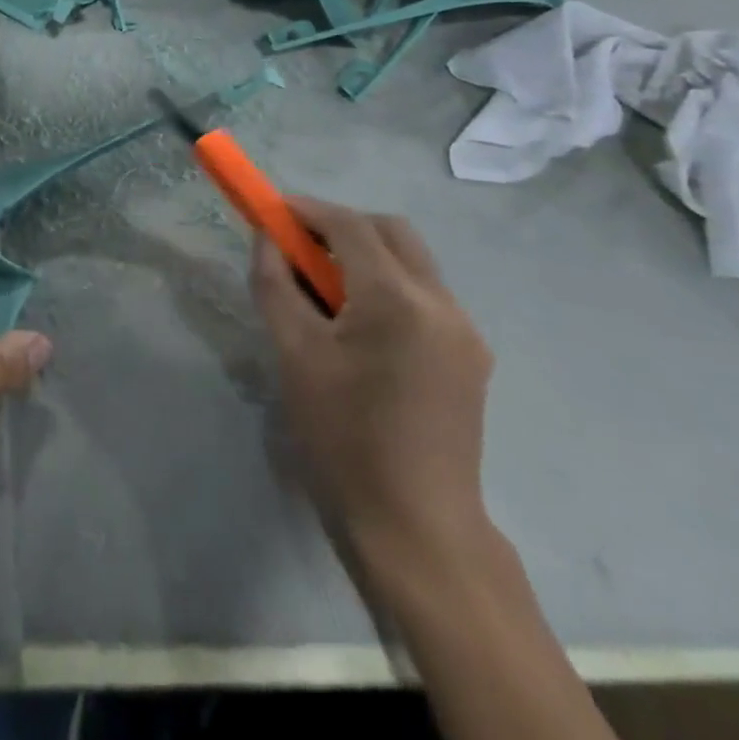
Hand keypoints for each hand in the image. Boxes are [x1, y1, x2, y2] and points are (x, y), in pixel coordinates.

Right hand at [249, 196, 493, 577]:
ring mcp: (465, 333)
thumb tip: (267, 239)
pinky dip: (386, 286)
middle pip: (391, 231)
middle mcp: (443, 304)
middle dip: (341, 225)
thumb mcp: (293, 354)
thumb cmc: (343, 438)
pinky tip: (356, 323)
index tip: (271, 209)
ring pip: (411, 262)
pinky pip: (424, 296)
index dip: (307, 209)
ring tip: (321, 287)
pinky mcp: (470, 359)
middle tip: (297, 245)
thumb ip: (275, 284)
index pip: (351, 226)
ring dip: (365, 255)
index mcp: (398, 301)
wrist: (416, 530)